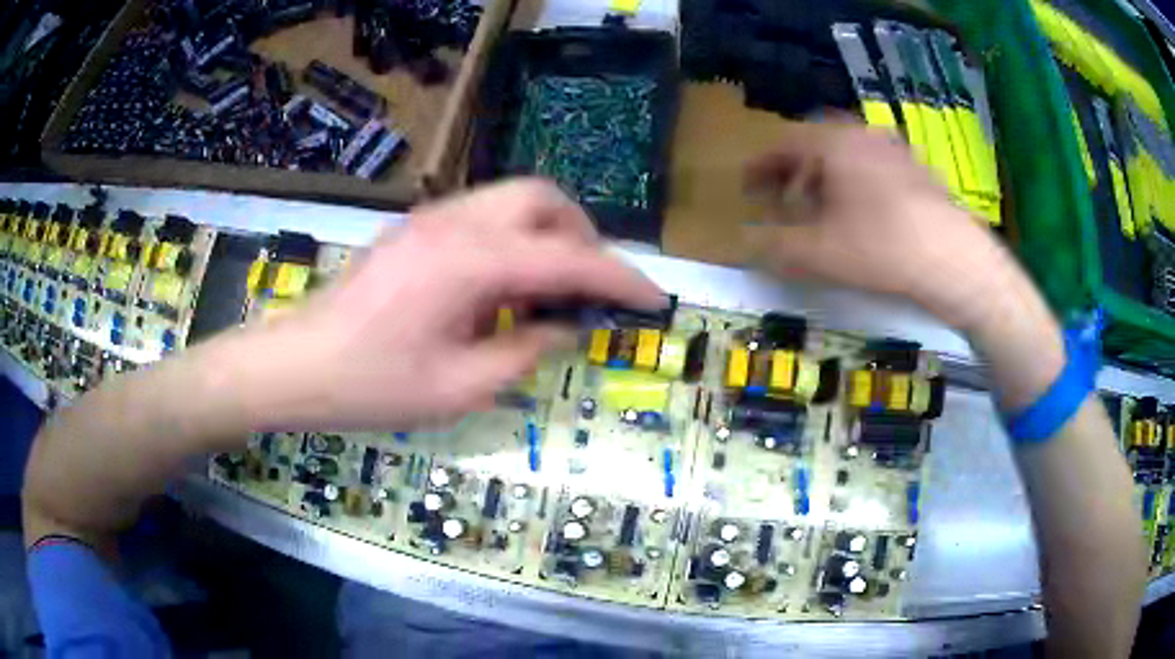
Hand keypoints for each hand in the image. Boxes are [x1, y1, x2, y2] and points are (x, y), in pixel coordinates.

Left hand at [241, 179, 663, 429]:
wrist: (298, 365)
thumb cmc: (372, 386)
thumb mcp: (459, 388)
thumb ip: (524, 351)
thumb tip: (564, 328)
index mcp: (469, 263)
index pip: (568, 259)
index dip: (619, 279)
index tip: (653, 299)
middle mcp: (454, 223)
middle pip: (542, 198)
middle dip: (581, 237)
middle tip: (586, 290)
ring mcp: (430, 219)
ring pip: (512, 199)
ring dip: (546, 234)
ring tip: (546, 291)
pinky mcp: (415, 229)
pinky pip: (483, 215)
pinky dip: (513, 239)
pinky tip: (500, 287)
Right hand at [743, 120, 1017, 331]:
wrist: (955, 259)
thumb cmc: (881, 248)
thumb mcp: (819, 253)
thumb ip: (775, 245)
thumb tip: (747, 241)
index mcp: (833, 142)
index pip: (783, 143)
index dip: (760, 167)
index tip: (746, 189)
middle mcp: (862, 134)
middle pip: (815, 144)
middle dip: (793, 172)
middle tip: (783, 200)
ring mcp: (895, 149)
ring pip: (847, 154)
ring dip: (825, 177)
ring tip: (821, 210)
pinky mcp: (918, 170)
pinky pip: (874, 166)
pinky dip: (855, 182)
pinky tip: (861, 214)